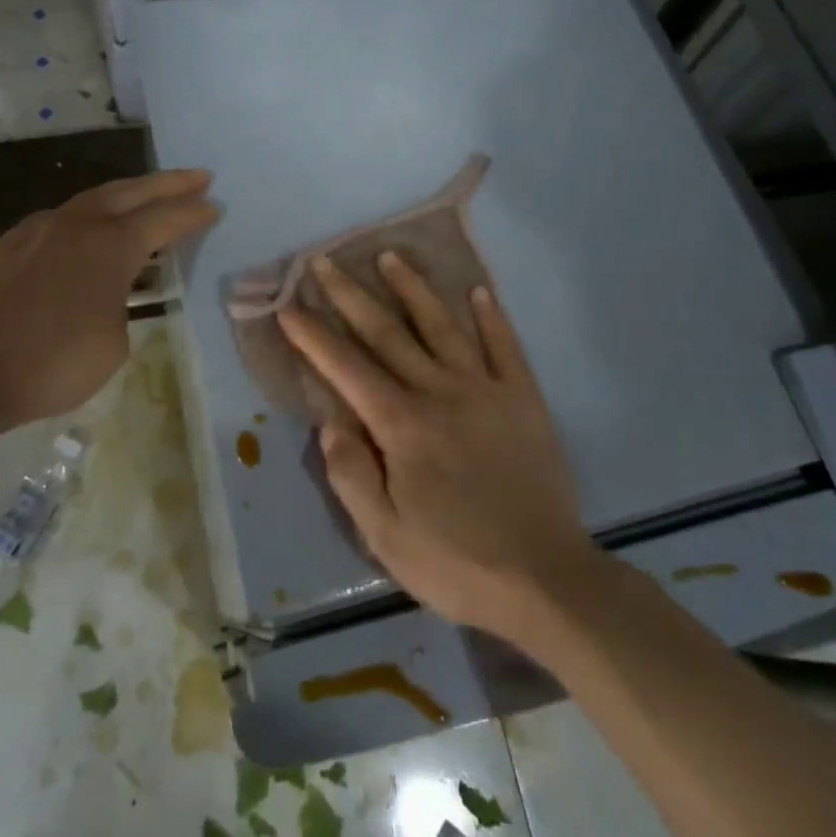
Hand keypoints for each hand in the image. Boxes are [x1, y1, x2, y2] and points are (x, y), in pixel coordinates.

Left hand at [0, 169, 218, 430]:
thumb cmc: (52, 364)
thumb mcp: (113, 345)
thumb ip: (120, 307)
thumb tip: (108, 296)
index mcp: (109, 246)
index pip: (163, 220)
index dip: (192, 213)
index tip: (215, 205)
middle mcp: (75, 226)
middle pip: (130, 192)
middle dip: (167, 183)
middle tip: (198, 176)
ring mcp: (35, 231)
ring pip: (89, 201)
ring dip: (123, 197)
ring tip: (143, 200)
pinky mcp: (4, 247)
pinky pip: (55, 224)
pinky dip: (81, 222)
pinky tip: (81, 236)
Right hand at [279, 253, 594, 636]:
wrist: (546, 580)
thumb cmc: (456, 563)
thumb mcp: (385, 536)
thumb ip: (351, 475)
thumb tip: (329, 424)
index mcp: (402, 425)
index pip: (346, 368)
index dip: (313, 335)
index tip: (289, 306)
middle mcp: (440, 393)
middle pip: (387, 333)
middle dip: (351, 294)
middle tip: (325, 261)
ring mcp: (485, 391)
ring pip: (442, 326)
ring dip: (413, 288)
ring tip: (390, 256)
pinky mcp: (524, 400)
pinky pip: (505, 347)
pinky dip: (491, 317)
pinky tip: (479, 291)